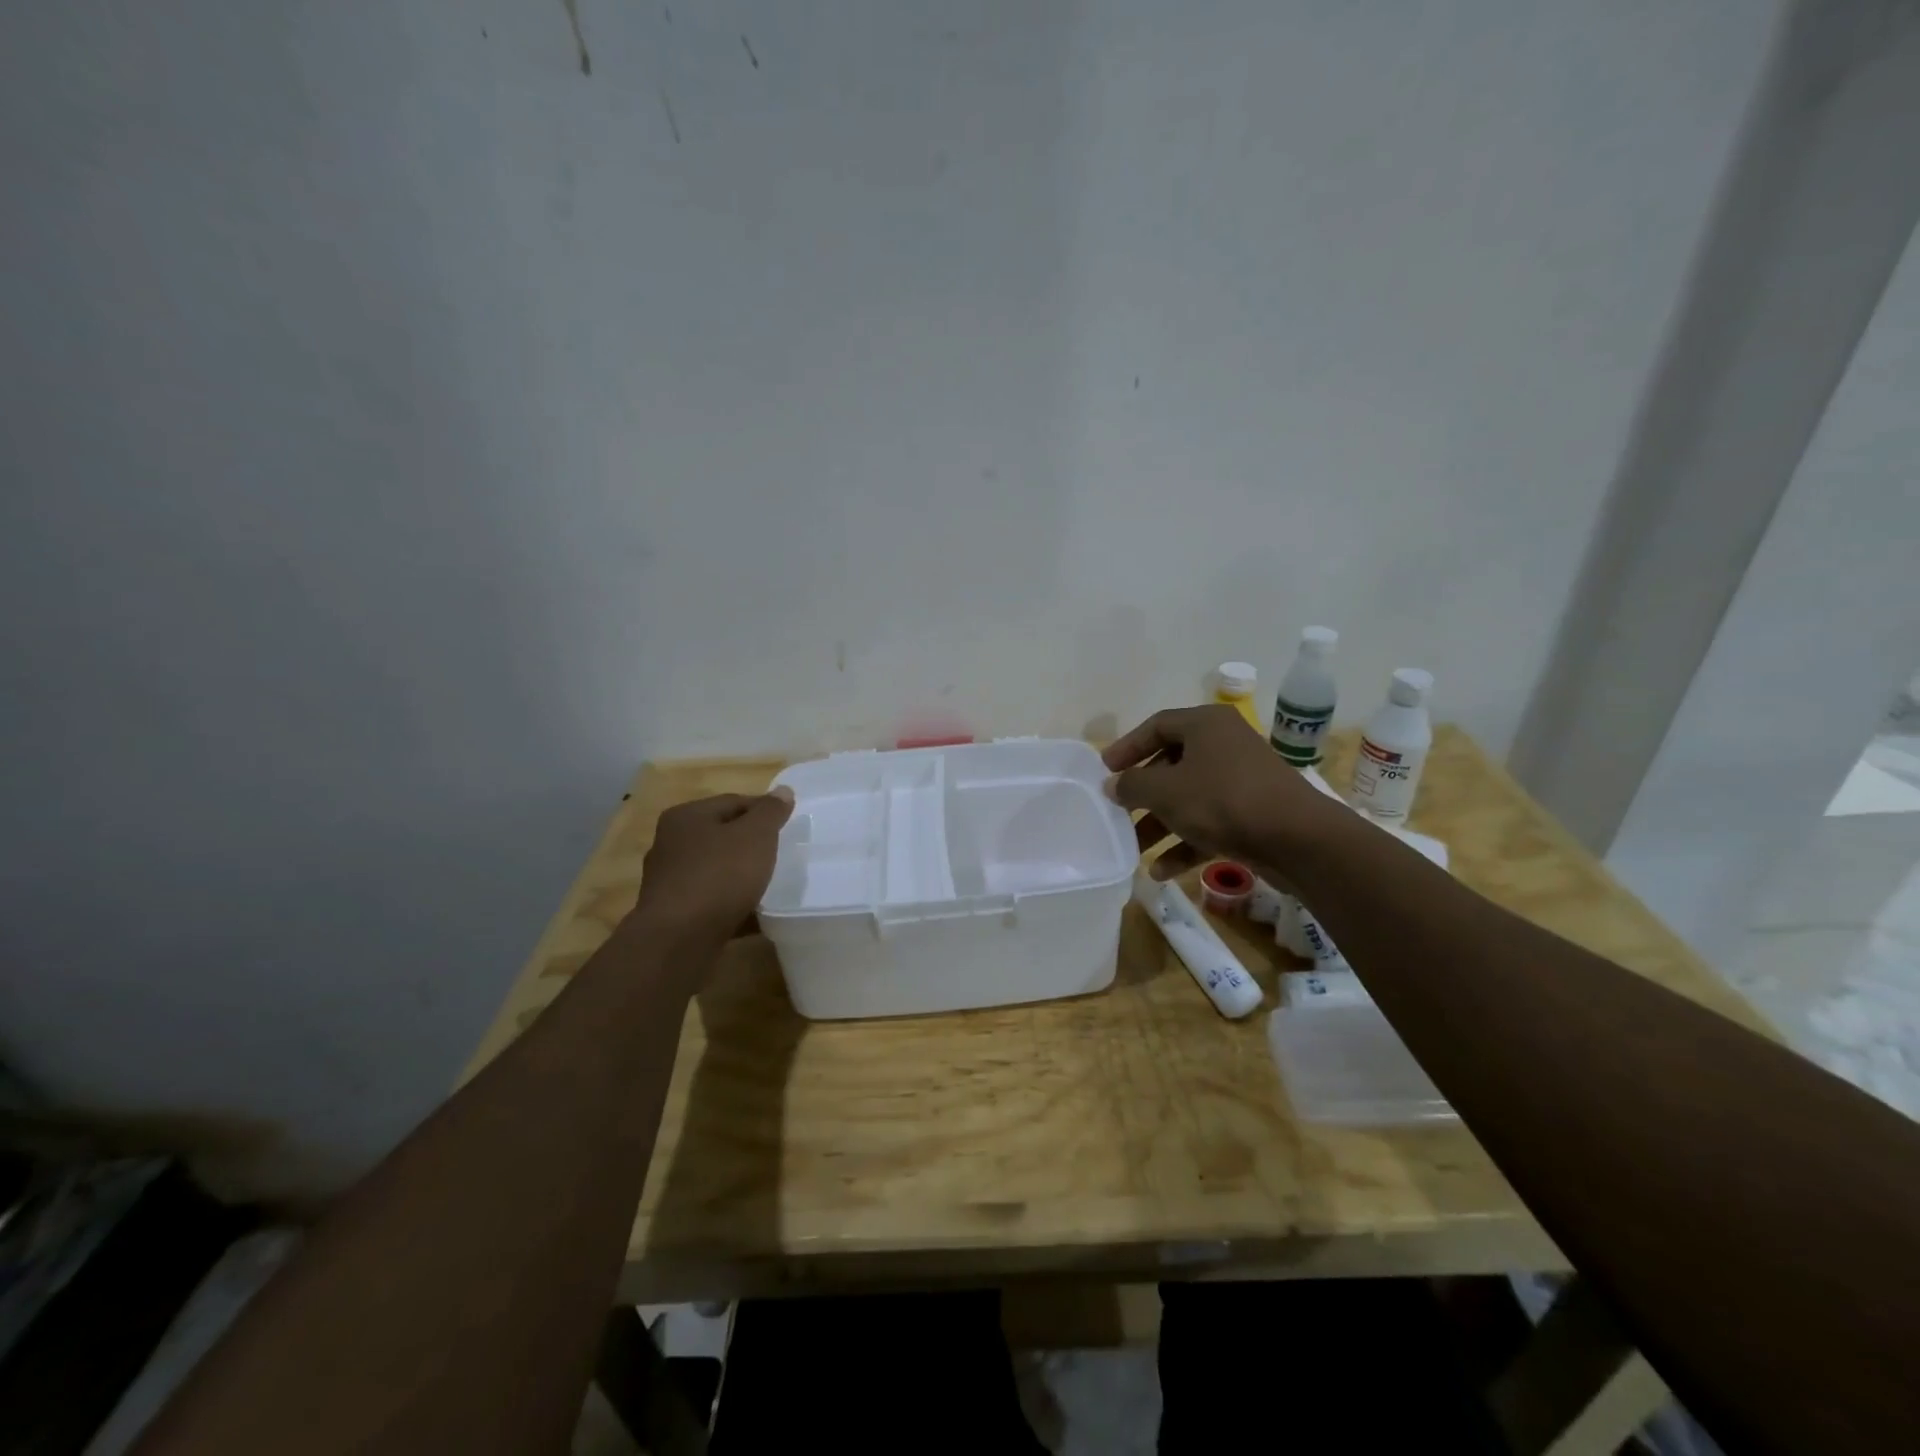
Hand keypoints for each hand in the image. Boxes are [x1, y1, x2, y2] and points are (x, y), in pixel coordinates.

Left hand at [631, 788, 794, 941]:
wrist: (679, 940)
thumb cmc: (719, 876)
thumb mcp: (756, 836)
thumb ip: (771, 812)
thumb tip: (783, 791)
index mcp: (686, 817)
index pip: (734, 802)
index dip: (764, 810)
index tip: (789, 824)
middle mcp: (671, 844)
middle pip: (723, 835)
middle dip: (752, 844)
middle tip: (782, 853)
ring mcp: (670, 881)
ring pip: (717, 869)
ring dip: (741, 875)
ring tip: (771, 884)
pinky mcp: (674, 913)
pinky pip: (711, 900)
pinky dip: (732, 903)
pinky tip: (755, 913)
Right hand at [1103, 705, 1340, 879]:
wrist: (1297, 839)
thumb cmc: (1222, 800)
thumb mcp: (1165, 791)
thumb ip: (1131, 785)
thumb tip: (1112, 785)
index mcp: (1205, 725)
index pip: (1156, 725)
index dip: (1127, 747)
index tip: (1104, 770)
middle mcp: (1224, 745)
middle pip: (1171, 764)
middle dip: (1142, 794)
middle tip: (1118, 811)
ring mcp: (1241, 780)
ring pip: (1189, 798)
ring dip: (1160, 824)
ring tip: (1134, 850)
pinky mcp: (1253, 813)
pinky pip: (1210, 823)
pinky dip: (1186, 843)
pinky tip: (1163, 872)